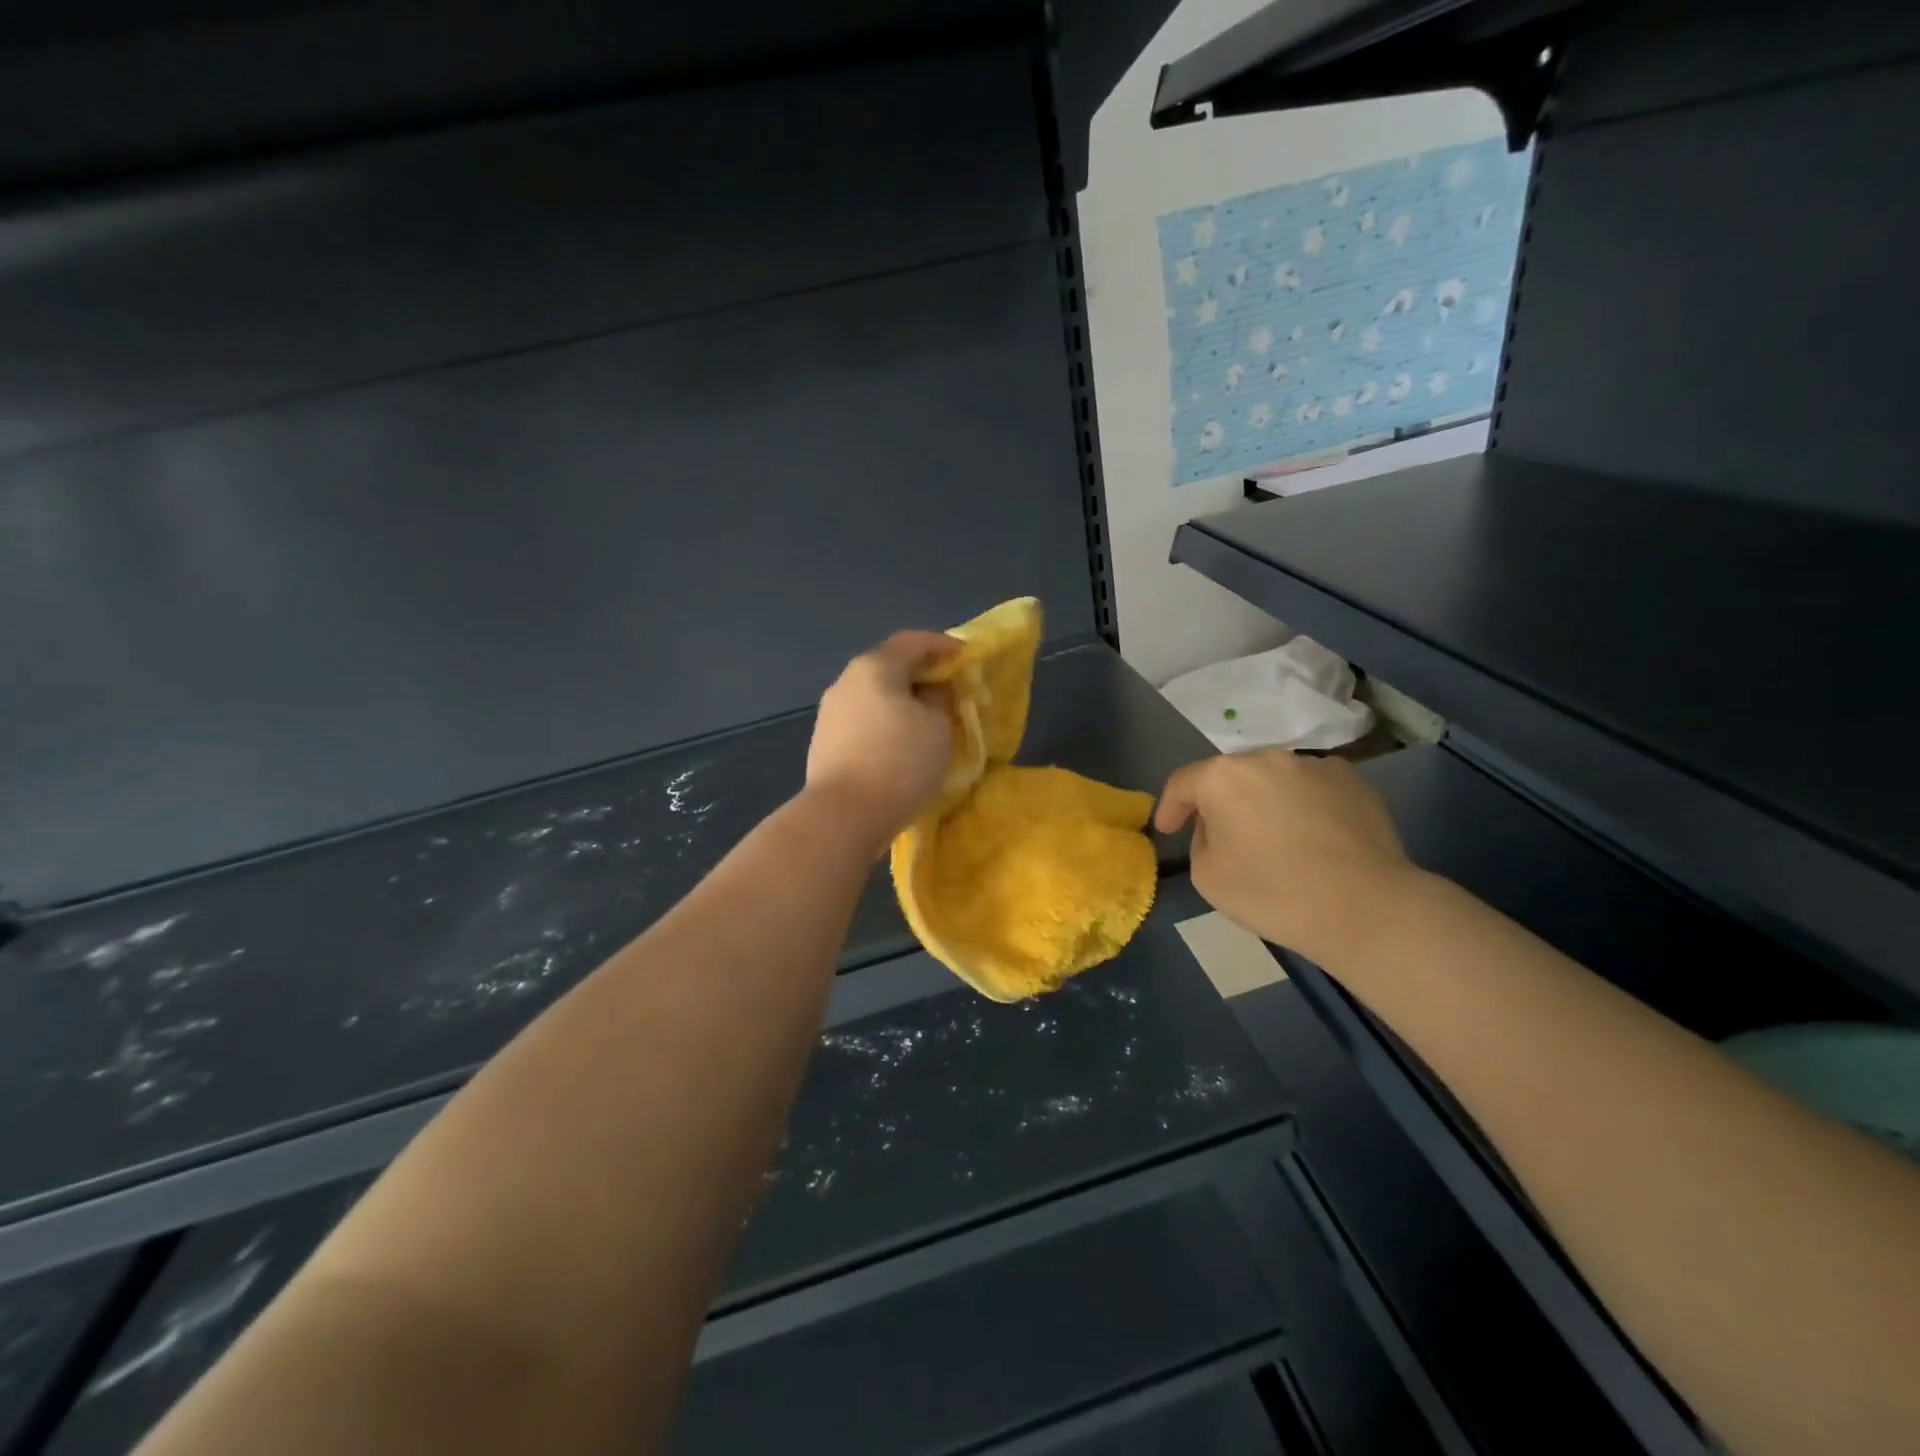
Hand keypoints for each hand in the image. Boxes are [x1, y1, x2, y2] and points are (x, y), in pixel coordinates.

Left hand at [806, 631, 956, 845]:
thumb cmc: (899, 761)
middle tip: (949, 691)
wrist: (843, 815)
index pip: (912, 641)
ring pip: (875, 697)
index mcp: (874, 667)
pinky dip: (886, 725)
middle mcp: (846, 682)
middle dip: (921, 676)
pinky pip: (864, 723)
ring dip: (902, 704)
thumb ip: (941, 699)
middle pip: (889, 667)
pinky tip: (901, 746)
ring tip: (928, 722)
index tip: (965, 657)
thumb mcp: (938, 727)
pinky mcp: (825, 744)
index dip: (942, 646)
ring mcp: (831, 714)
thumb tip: (933, 691)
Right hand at [1155, 748, 1416, 963]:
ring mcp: (1314, 765)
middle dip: (1221, 803)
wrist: (1365, 907)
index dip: (1170, 807)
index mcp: (1223, 777)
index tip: (1167, 831)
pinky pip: (1312, 789)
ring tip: (1274, 839)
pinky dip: (1303, 807)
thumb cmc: (1273, 893)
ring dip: (1264, 802)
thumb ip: (1200, 841)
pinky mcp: (1353, 781)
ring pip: (1274, 781)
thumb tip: (1219, 827)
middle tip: (1222, 837)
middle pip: (1230, 777)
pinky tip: (1313, 839)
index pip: (1183, 783)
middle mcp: (1267, 758)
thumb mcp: (1208, 877)